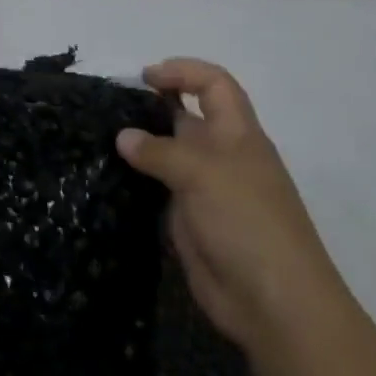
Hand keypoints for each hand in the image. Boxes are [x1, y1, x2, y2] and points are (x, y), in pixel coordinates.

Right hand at [116, 58, 337, 353]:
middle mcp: (221, 156)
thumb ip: (159, 151)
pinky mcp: (190, 221)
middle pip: (188, 116)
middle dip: (155, 105)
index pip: (214, 84)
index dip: (184, 72)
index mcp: (237, 134)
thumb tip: (123, 136)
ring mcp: (205, 190)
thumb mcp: (202, 173)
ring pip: (169, 154)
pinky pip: (160, 189)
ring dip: (142, 144)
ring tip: (101, 136)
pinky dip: (138, 179)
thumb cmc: (247, 221)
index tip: (146, 77)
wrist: (274, 303)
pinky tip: (110, 175)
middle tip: (112, 106)